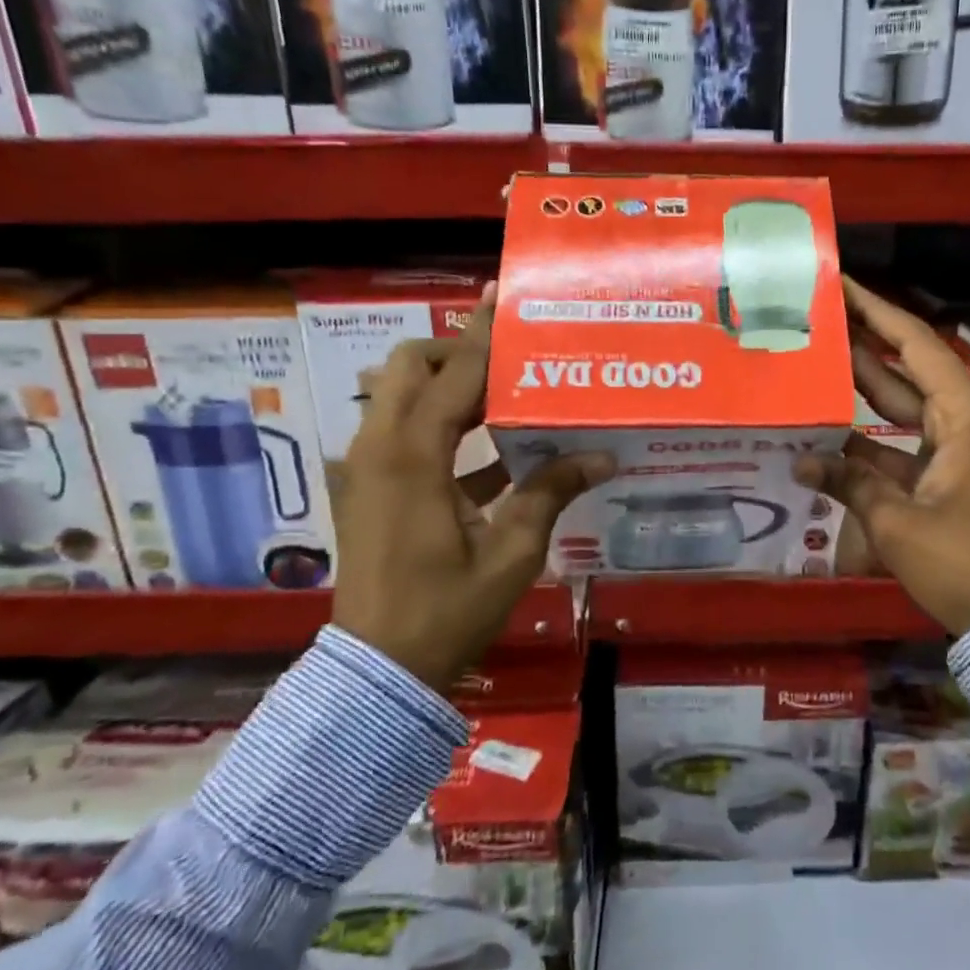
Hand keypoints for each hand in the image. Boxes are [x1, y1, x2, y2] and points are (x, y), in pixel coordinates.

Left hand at [331, 287, 612, 688]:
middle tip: (509, 362)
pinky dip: (443, 428)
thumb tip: (602, 455)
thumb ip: (551, 493)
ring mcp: (367, 469)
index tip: (501, 297)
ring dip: (448, 387)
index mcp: (412, 456)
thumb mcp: (511, 552)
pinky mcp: (370, 489)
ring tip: (508, 394)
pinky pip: (404, 435)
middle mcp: (379, 449)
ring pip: (400, 397)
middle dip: (454, 353)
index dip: (481, 334)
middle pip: (407, 367)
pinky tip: (498, 453)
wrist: (378, 672)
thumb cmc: (446, 611)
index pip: (452, 373)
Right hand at [796, 278, 969, 634]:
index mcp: (969, 415)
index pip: (916, 346)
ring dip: (865, 396)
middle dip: (865, 347)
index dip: (876, 312)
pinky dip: (876, 445)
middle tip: (819, 320)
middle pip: (910, 372)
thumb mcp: (899, 522)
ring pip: (907, 412)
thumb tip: (802, 461)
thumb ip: (848, 483)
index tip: (842, 285)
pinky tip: (831, 438)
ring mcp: (967, 452)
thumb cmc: (967, 561)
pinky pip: (911, 448)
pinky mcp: (959, 479)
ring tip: (816, 367)